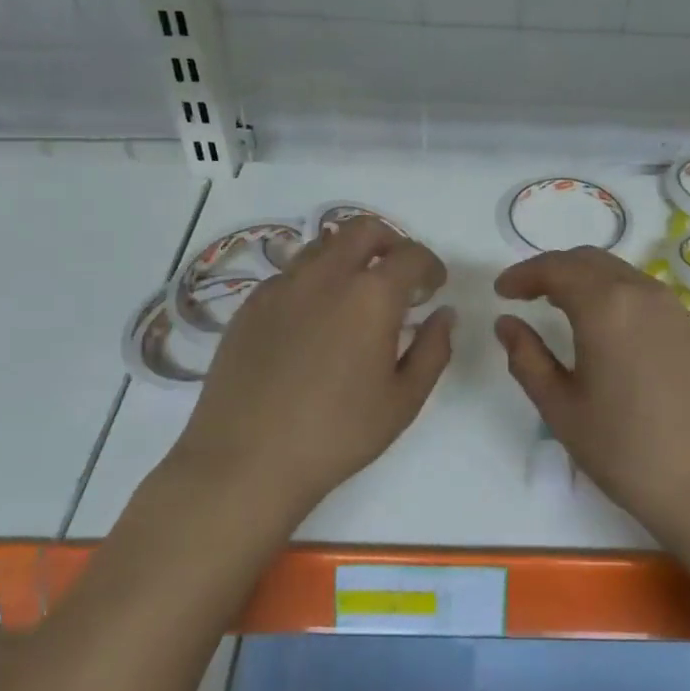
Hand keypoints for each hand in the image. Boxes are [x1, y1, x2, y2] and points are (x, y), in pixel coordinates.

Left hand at [170, 218, 454, 520]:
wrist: (246, 460)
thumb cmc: (337, 434)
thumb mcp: (403, 400)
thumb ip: (433, 350)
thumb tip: (443, 315)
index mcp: (371, 295)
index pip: (411, 255)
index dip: (430, 266)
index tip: (434, 287)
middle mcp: (325, 276)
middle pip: (363, 229)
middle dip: (391, 243)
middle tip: (399, 276)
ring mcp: (282, 286)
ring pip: (323, 245)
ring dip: (350, 256)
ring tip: (356, 294)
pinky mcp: (251, 304)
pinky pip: (291, 274)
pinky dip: (314, 280)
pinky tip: (315, 320)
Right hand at [494, 247, 689, 551]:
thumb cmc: (627, 451)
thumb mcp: (562, 409)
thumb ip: (527, 358)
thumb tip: (507, 323)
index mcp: (605, 306)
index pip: (556, 268)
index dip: (523, 274)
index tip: (501, 291)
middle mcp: (642, 292)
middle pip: (588, 260)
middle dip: (552, 270)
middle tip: (525, 294)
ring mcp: (674, 308)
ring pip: (619, 272)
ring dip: (584, 279)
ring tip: (559, 306)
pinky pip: (643, 292)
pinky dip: (613, 293)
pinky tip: (604, 326)